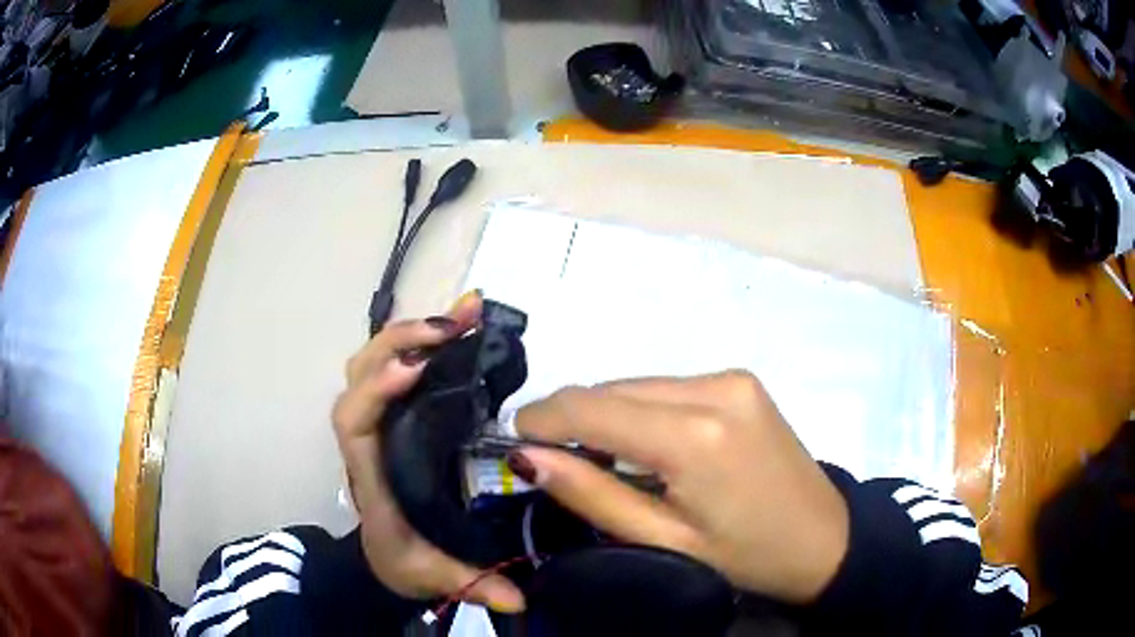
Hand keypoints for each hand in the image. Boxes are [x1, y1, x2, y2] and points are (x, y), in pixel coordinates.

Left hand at [331, 291, 523, 611]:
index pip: (353, 421)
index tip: (414, 371)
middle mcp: (368, 438)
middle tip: (455, 325)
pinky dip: (422, 342)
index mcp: (370, 474)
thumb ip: (472, 585)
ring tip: (462, 315)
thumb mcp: (434, 575)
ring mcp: (380, 422)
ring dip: (412, 332)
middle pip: (359, 373)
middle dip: (401, 342)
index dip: (374, 391)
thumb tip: (519, 598)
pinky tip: (458, 328)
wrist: (384, 557)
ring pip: (374, 360)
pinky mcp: (396, 416)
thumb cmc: (402, 560)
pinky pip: (398, 367)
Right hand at [512, 371, 848, 603]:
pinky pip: (667, 386)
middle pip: (613, 389)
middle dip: (573, 418)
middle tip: (551, 457)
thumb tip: (528, 457)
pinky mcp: (740, 379)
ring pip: (637, 384)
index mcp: (696, 437)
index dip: (544, 417)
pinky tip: (644, 444)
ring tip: (599, 458)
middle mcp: (714, 387)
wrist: (823, 537)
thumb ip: (593, 495)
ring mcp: (731, 377)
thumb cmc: (745, 556)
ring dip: (607, 414)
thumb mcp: (664, 541)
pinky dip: (640, 410)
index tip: (514, 438)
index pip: (593, 408)